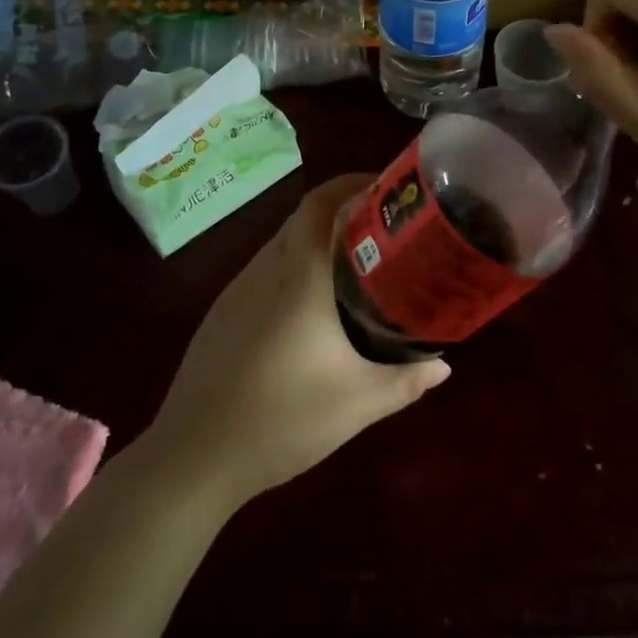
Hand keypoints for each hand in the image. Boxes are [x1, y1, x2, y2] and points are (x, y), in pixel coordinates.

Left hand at [144, 175, 449, 510]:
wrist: (194, 455)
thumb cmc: (282, 418)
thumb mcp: (357, 403)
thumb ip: (406, 380)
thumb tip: (443, 365)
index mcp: (298, 273)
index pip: (322, 202)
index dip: (352, 183)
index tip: (386, 188)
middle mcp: (266, 267)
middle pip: (304, 217)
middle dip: (343, 210)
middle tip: (384, 229)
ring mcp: (238, 289)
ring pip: (283, 243)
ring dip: (316, 240)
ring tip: (355, 264)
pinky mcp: (222, 312)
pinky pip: (265, 271)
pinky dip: (294, 267)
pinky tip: (310, 308)